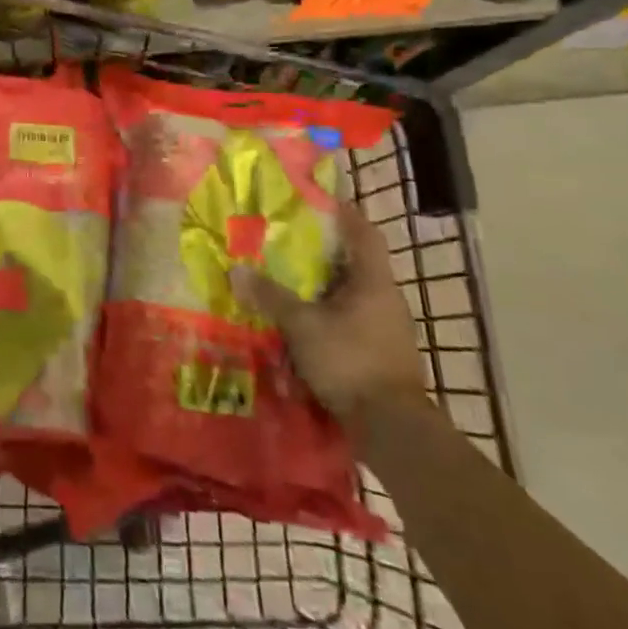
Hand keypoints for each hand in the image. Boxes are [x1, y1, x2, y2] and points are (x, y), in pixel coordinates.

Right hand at [239, 199, 428, 422]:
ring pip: (349, 294)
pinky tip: (299, 321)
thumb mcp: (302, 325)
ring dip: (321, 287)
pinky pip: (348, 320)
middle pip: (354, 263)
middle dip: (321, 252)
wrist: (391, 428)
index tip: (317, 200)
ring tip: (285, 279)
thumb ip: (271, 296)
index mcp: (374, 282)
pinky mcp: (378, 353)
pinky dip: (325, 314)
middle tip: (285, 240)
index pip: (364, 234)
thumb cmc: (350, 361)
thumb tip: (236, 270)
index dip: (344, 213)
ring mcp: (385, 328)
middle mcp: (385, 299)